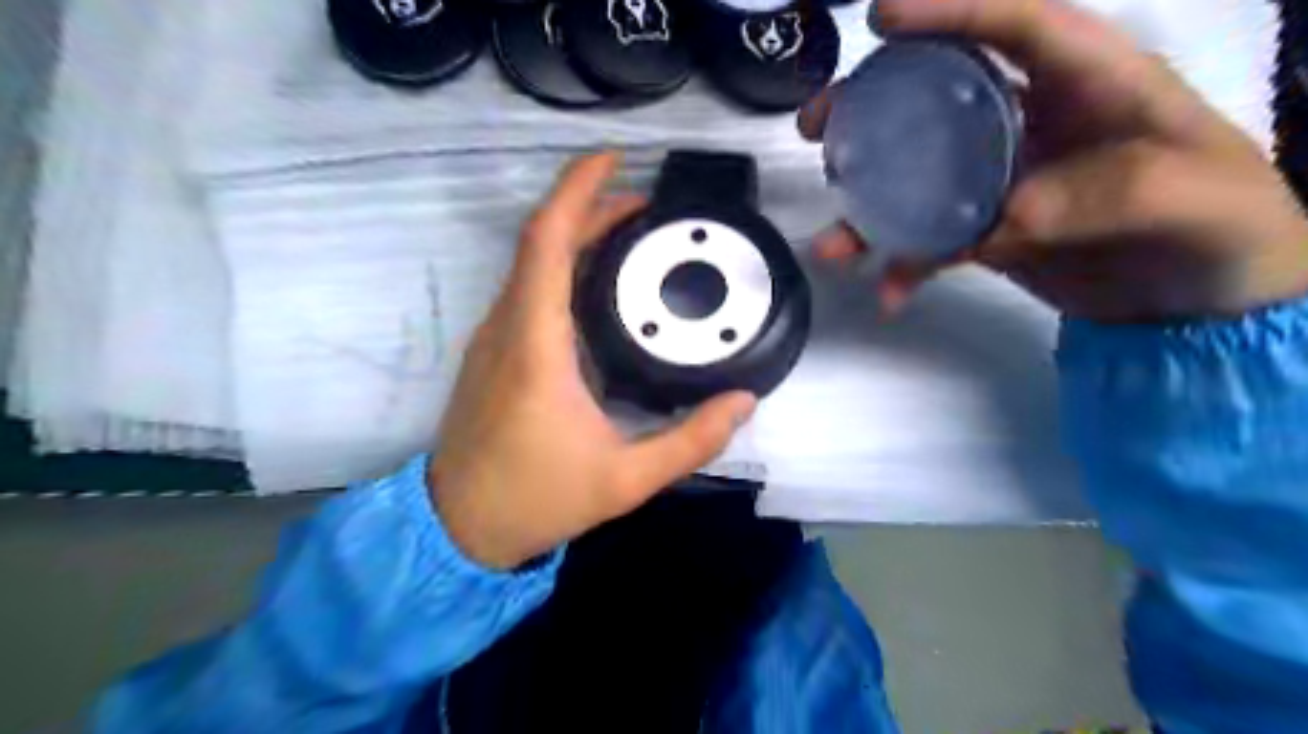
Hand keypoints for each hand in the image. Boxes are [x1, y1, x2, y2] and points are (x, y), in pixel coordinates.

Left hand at [430, 152, 756, 569]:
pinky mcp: (493, 352)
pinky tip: (598, 283)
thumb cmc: (537, 499)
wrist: (460, 527)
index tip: (614, 160)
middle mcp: (507, 328)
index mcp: (535, 346)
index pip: (546, 242)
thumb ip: (691, 442)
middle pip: (541, 242)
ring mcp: (493, 338)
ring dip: (575, 235)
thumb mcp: (626, 480)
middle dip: (591, 209)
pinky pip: (526, 289)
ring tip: (631, 235)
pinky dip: (561, 267)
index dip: (577, 191)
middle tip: (648, 206)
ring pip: (530, 263)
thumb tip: (743, 401)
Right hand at [803, 0, 1307, 320]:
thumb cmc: (1220, 225)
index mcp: (1088, 82)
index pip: (1014, 26)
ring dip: (867, 208)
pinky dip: (905, 267)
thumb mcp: (1186, 195)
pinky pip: (932, 244)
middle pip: (938, 96)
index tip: (880, 19)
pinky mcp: (987, 233)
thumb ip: (1097, 194)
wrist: (1202, 302)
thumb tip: (1002, 217)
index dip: (948, 14)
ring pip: (918, 179)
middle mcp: (1030, 123)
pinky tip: (888, 293)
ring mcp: (1000, 181)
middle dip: (871, 105)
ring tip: (831, 241)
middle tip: (819, 126)